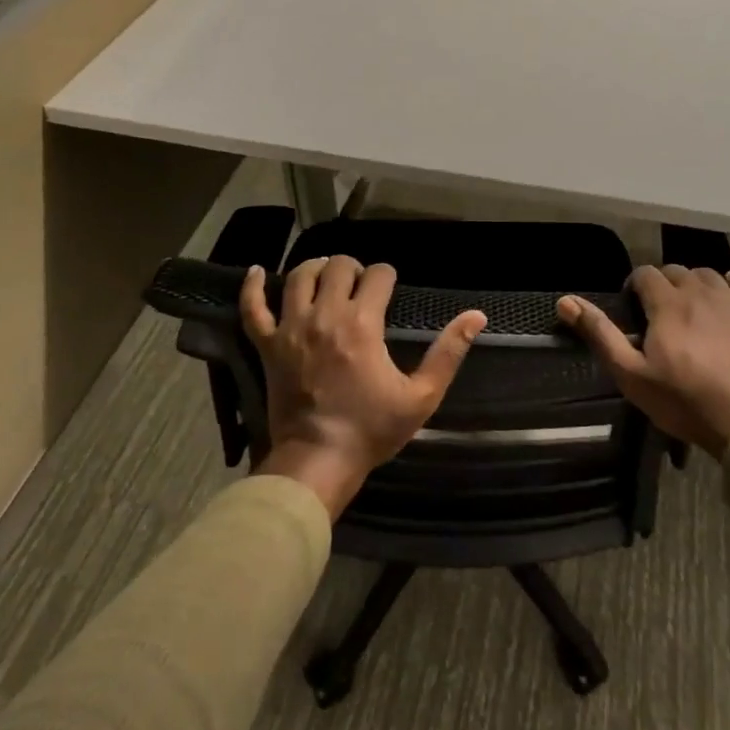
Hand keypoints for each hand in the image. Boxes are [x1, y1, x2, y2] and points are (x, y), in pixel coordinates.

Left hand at [241, 256, 485, 517]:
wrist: (317, 462)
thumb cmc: (370, 430)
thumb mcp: (421, 396)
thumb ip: (448, 353)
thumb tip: (477, 316)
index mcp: (362, 324)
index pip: (377, 275)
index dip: (387, 275)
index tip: (390, 286)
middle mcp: (324, 315)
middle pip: (337, 266)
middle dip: (353, 267)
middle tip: (360, 283)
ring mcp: (291, 328)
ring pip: (298, 277)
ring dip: (315, 268)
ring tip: (326, 274)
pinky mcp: (267, 345)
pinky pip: (252, 308)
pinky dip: (252, 287)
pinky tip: (257, 271)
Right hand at [559, 265, 729, 457]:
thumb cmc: (684, 402)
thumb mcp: (631, 375)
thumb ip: (600, 334)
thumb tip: (565, 301)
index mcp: (666, 304)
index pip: (645, 274)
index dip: (635, 286)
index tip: (633, 309)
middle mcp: (699, 292)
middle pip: (676, 270)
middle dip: (664, 284)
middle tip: (660, 314)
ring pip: (709, 274)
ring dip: (695, 284)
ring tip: (692, 308)